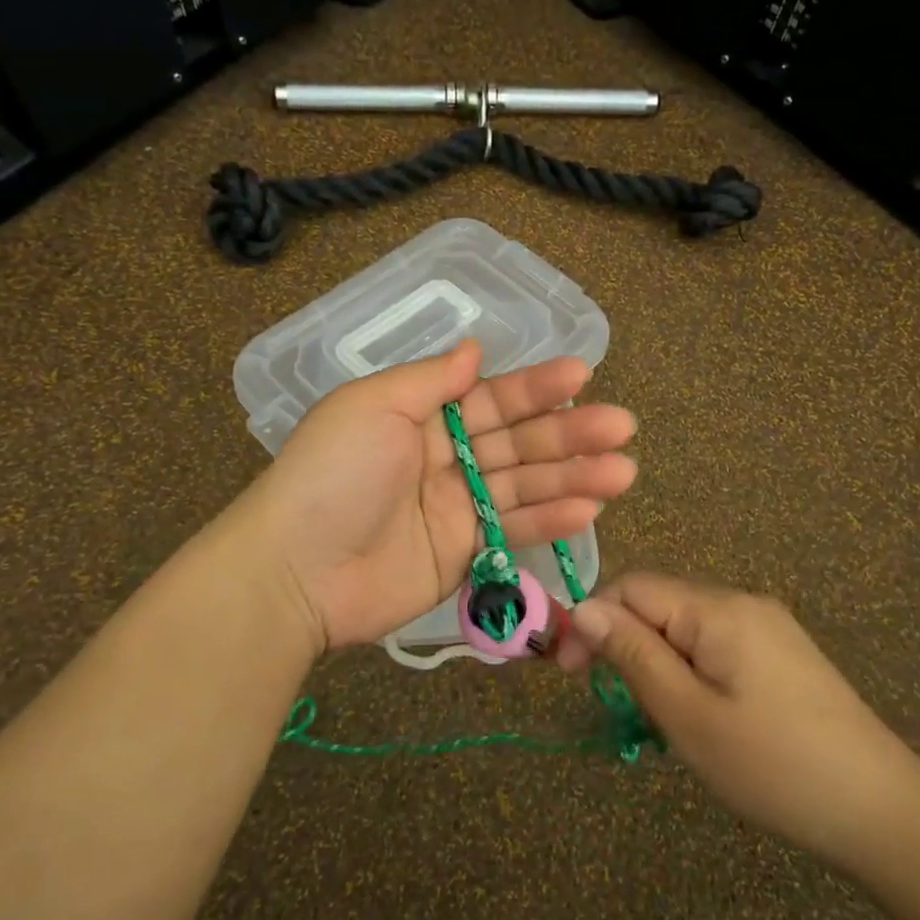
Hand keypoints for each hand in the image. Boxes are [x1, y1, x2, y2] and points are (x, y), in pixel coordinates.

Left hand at [227, 340, 637, 653]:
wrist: (296, 570)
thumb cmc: (333, 474)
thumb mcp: (373, 407)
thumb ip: (431, 380)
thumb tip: (475, 349)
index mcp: (419, 416)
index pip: (490, 397)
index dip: (535, 387)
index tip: (582, 375)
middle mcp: (442, 457)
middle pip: (516, 441)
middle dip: (569, 433)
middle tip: (622, 427)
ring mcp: (454, 508)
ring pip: (524, 486)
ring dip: (574, 477)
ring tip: (623, 470)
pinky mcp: (462, 554)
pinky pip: (512, 530)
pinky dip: (550, 520)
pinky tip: (589, 508)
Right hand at [559, 573, 919, 869]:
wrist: (884, 813)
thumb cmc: (774, 767)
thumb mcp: (688, 715)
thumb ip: (633, 654)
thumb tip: (583, 608)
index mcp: (717, 608)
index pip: (631, 586)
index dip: (592, 620)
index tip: (568, 672)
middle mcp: (742, 601)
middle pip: (658, 601)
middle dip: (622, 640)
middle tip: (610, 699)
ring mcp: (767, 625)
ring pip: (684, 624)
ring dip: (655, 658)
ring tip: (655, 714)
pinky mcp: (782, 652)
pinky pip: (714, 642)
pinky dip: (688, 667)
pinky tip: (697, 711)